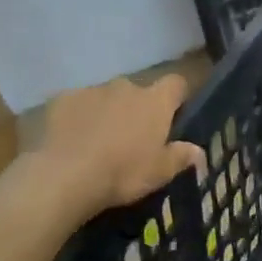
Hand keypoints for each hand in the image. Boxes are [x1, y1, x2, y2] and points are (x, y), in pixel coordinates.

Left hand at [30, 74, 205, 217]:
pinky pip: (75, 104)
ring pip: (106, 97)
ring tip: (96, 142)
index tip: (174, 113)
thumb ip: (181, 157)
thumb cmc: (122, 173)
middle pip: (138, 91)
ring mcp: (92, 90)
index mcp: (155, 101)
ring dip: (106, 112)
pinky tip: (70, 140)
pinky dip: (77, 117)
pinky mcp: (62, 99)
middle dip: (136, 108)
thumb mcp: (160, 173)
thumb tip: (200, 152)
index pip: (176, 83)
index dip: (177, 96)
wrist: (64, 176)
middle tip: (131, 138)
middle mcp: (126, 87)